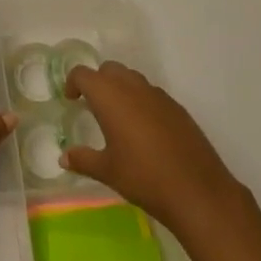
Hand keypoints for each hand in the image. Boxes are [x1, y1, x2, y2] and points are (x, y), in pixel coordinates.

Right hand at [62, 61, 246, 233]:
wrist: (196, 190)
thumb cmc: (143, 177)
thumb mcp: (107, 171)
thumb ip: (83, 159)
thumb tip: (63, 157)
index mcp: (109, 95)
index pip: (83, 74)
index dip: (73, 82)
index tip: (71, 99)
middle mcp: (132, 86)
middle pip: (109, 69)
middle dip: (98, 81)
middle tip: (93, 106)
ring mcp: (157, 94)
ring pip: (132, 78)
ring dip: (120, 89)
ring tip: (119, 118)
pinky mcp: (176, 107)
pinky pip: (151, 94)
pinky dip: (141, 101)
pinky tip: (145, 131)